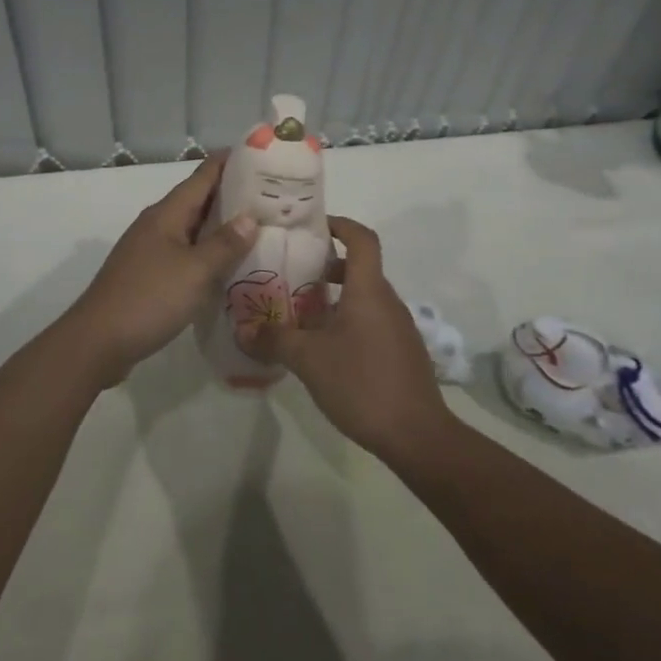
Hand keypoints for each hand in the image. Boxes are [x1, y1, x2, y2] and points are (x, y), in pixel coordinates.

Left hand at [57, 154, 259, 388]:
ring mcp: (150, 250)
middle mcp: (157, 225)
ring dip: (221, 226)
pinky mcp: (149, 275)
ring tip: (259, 226)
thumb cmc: (149, 299)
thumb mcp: (195, 271)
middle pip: (198, 200)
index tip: (261, 155)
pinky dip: (208, 252)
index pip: (202, 176)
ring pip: (192, 228)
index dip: (230, 162)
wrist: (97, 342)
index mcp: (167, 214)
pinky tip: (228, 265)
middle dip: (232, 195)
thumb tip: (249, 217)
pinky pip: (186, 253)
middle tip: (272, 195)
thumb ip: (224, 244)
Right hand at [239, 216, 454, 463]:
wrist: (417, 435)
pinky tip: (325, 350)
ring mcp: (398, 328)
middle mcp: (387, 301)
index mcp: (369, 290)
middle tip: (293, 276)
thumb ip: (274, 340)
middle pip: (360, 268)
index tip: (313, 228)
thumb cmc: (362, 382)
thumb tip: (243, 330)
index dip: (340, 225)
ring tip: (302, 316)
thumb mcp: (308, 359)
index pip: (361, 238)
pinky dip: (348, 322)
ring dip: (335, 298)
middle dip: (327, 267)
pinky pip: (371, 322)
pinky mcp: (401, 352)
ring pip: (364, 298)